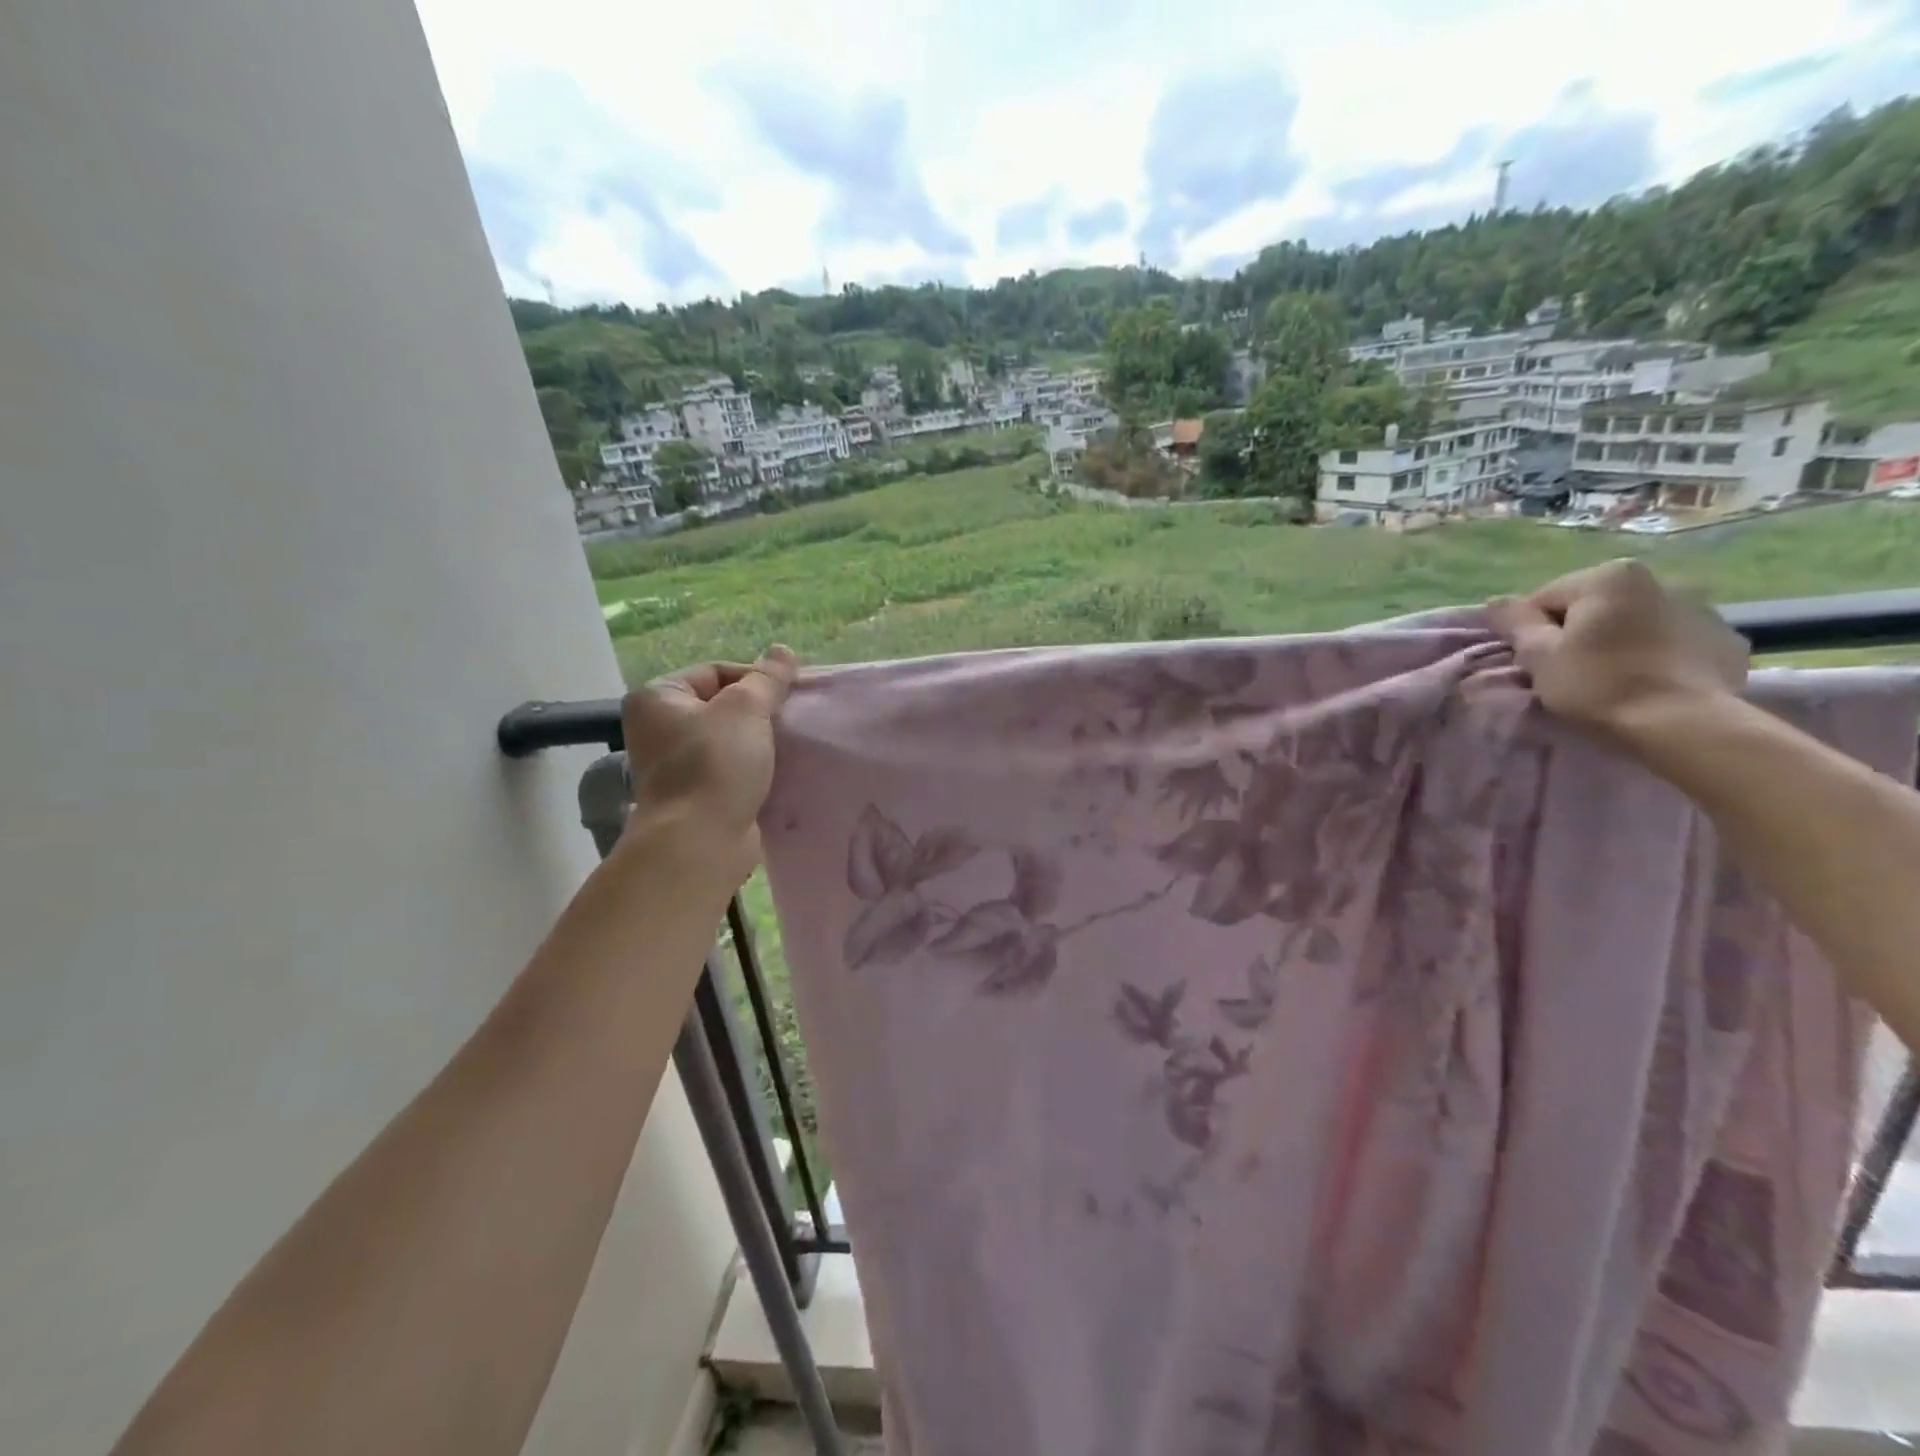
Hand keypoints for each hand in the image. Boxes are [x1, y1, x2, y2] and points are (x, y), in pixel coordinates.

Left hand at [619, 648, 797, 877]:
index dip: (754, 679)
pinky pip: (733, 769)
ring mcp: (677, 765)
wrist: (701, 840)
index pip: (715, 671)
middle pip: (722, 705)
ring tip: (790, 744)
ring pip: (731, 739)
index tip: (786, 695)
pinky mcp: (698, 795)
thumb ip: (767, 678)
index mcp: (658, 698)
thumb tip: (783, 651)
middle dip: (759, 711)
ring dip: (761, 741)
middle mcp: (659, 728)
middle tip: (790, 719)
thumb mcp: (746, 708)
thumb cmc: (715, 764)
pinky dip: (755, 767)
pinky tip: (780, 770)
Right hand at [1486, 560, 1748, 737]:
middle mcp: (1660, 580)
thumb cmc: (1598, 684)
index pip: (1545, 599)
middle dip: (1579, 633)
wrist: (1683, 724)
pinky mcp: (1728, 641)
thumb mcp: (1538, 655)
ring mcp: (1704, 609)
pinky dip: (1659, 655)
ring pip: (1636, 623)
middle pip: (1594, 608)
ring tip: (1612, 679)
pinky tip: (1651, 682)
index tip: (1534, 662)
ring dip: (1620, 642)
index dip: (1531, 632)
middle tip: (1569, 672)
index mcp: (1609, 578)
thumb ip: (1515, 622)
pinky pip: (1676, 642)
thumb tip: (1496, 601)